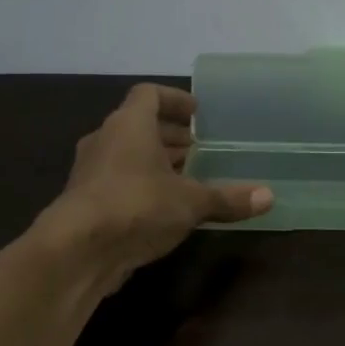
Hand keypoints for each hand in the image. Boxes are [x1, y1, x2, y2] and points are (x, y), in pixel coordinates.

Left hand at [40, 84, 271, 292]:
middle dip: (169, 135)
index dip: (174, 100)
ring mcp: (90, 172)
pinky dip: (140, 186)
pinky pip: (117, 182)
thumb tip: (269, 197)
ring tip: (186, 178)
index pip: (149, 95)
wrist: (75, 251)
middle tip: (198, 148)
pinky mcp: (84, 202)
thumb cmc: (136, 206)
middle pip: (138, 125)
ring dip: (154, 162)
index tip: (197, 113)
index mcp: (129, 125)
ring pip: (126, 155)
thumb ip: (229, 198)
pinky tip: (163, 208)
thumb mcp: (191, 202)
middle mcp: (105, 140)